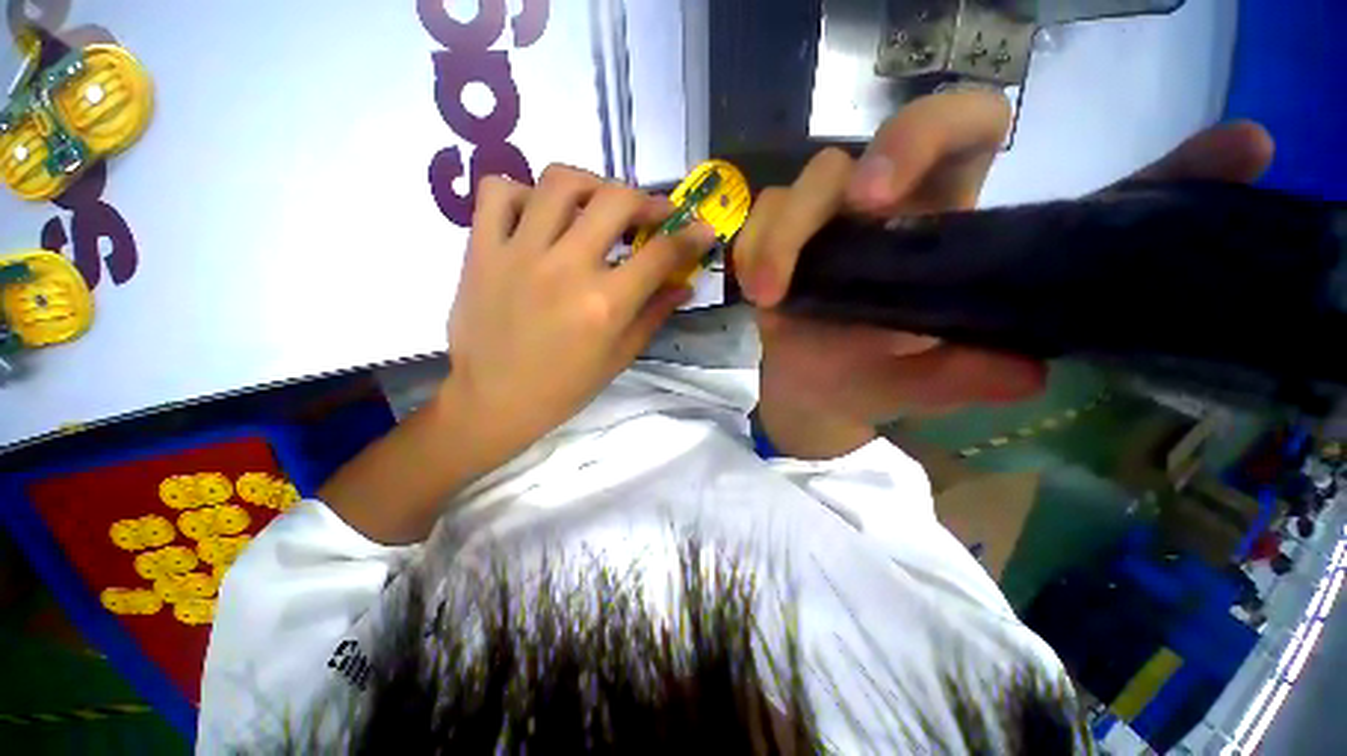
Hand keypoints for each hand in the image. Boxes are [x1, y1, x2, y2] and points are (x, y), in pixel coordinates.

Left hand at [443, 164, 715, 461]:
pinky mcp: (481, 249)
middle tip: (651, 214)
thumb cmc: (565, 388)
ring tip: (598, 205)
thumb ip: (654, 315)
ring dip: (592, 184)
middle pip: (616, 200)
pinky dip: (523, 192)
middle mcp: (566, 268)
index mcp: (605, 304)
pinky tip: (537, 214)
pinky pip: (498, 191)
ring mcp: (519, 253)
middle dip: (646, 200)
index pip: (661, 253)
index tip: (702, 229)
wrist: (494, 401)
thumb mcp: (619, 357)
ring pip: (560, 181)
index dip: (691, 236)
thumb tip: (683, 285)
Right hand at [735, 89, 1274, 455]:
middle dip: (883, 157)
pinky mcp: (773, 244)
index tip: (964, 160)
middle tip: (868, 207)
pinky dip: (754, 253)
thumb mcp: (930, 381)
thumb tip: (1040, 364)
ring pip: (806, 184)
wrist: (810, 392)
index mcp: (939, 223)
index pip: (969, 131)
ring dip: (786, 235)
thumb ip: (977, 372)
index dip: (967, 125)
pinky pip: (757, 226)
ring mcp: (821, 223)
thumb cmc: (867, 382)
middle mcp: (881, 207)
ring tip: (776, 296)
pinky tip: (758, 293)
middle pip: (889, 132)